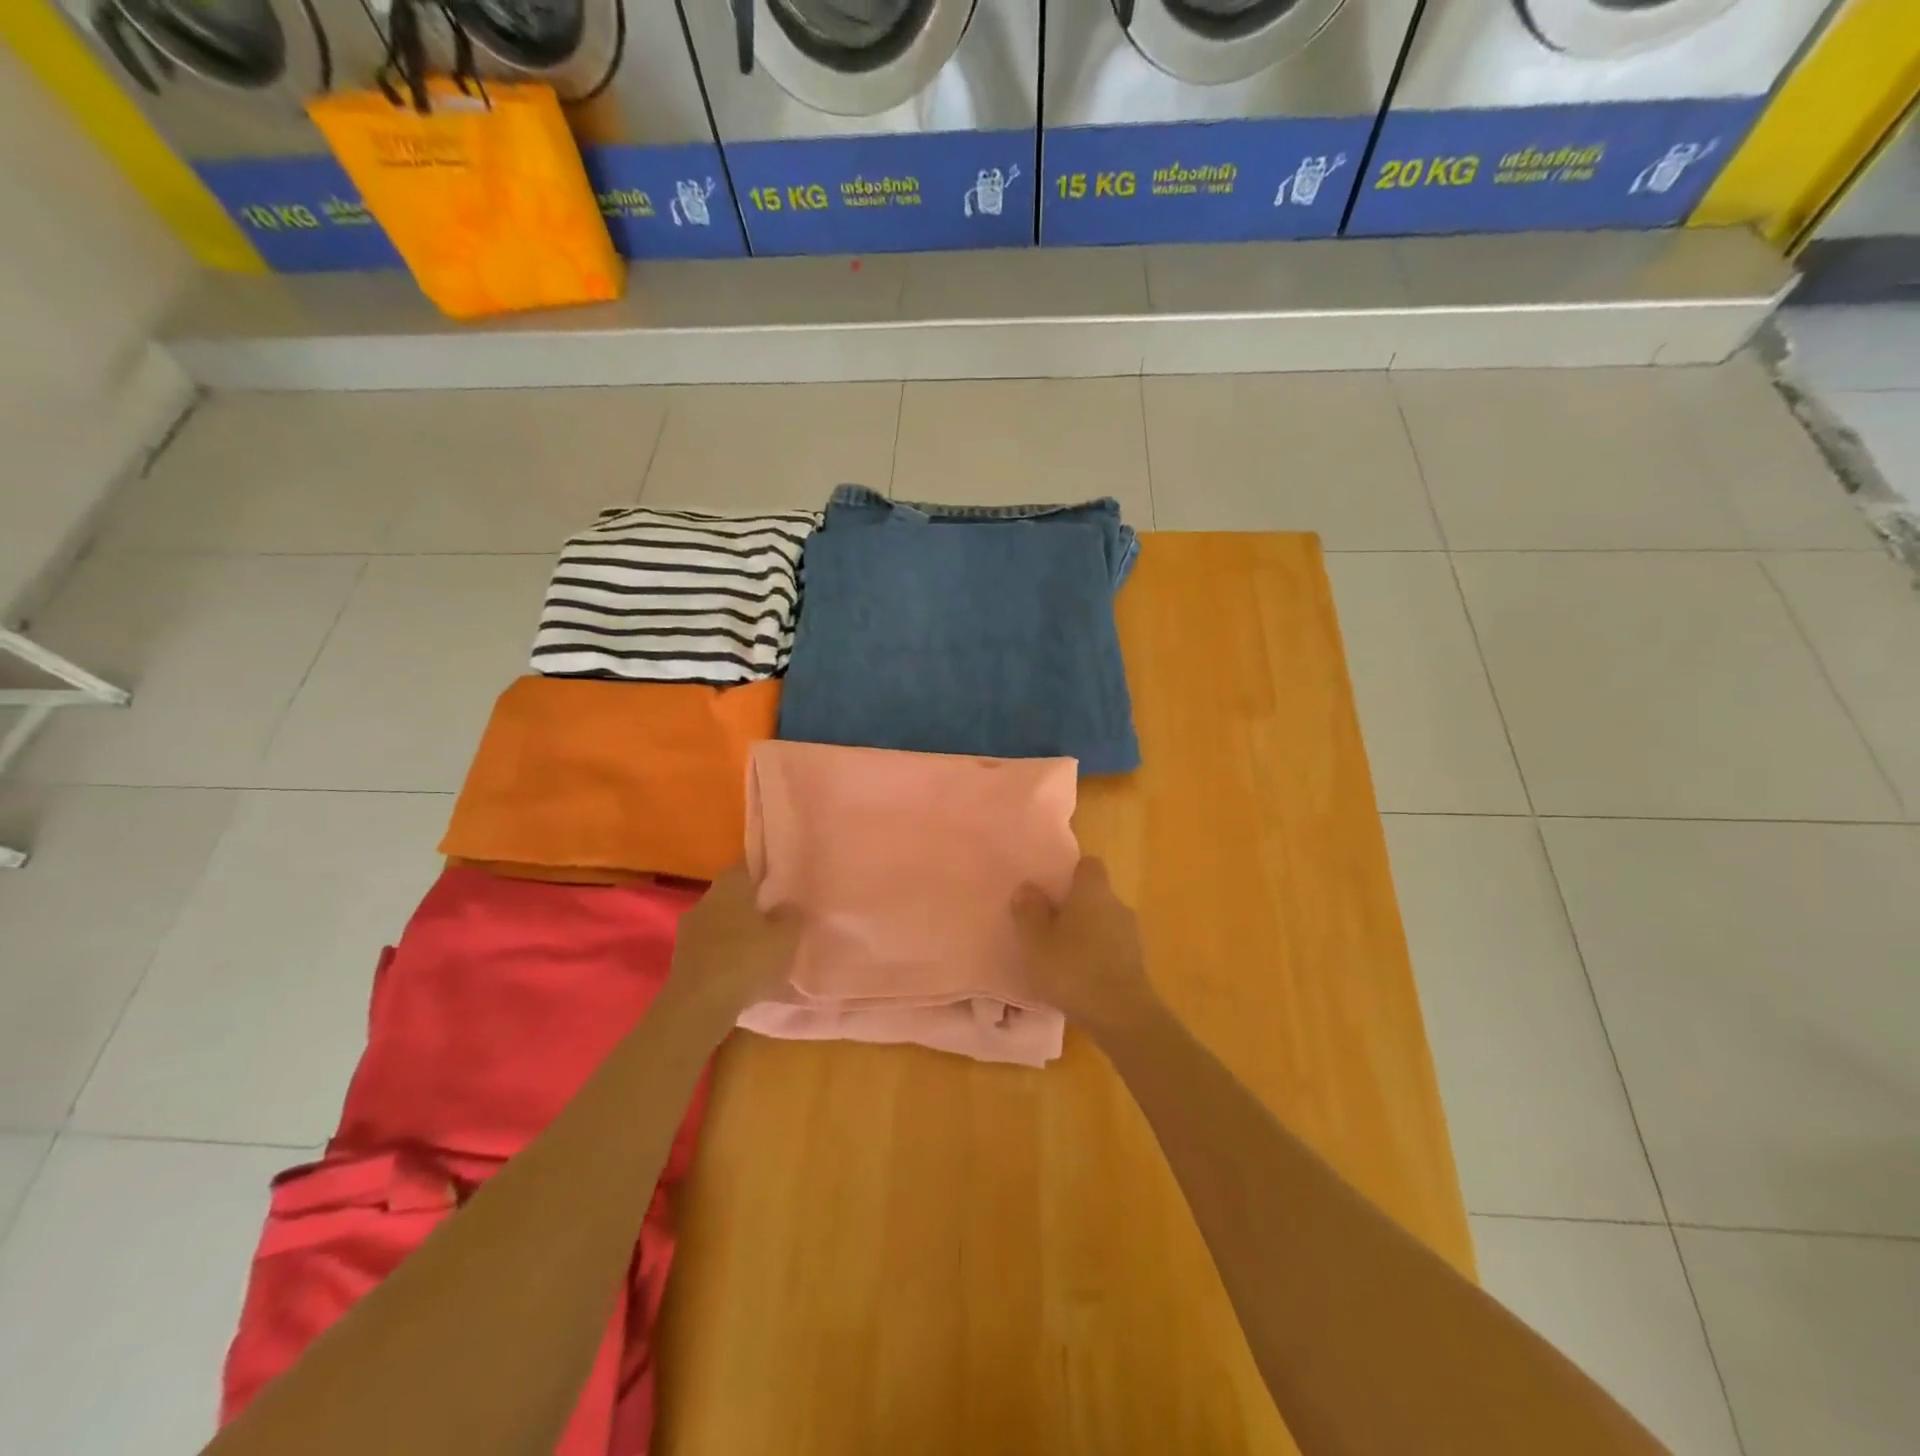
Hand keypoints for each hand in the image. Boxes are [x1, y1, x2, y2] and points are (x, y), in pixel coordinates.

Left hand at [666, 865, 800, 1023]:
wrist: (698, 1007)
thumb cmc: (746, 960)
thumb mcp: (786, 937)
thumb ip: (791, 916)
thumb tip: (787, 906)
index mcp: (730, 885)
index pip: (747, 867)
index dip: (766, 875)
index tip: (782, 887)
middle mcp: (705, 900)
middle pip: (732, 896)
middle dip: (752, 906)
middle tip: (777, 920)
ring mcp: (689, 931)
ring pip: (720, 923)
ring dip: (737, 933)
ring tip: (761, 950)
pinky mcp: (681, 959)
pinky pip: (711, 949)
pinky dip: (725, 956)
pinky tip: (741, 972)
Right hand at [1011, 857, 1158, 1037]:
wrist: (1121, 1015)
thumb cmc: (1072, 969)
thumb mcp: (1035, 941)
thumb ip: (1029, 911)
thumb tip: (1028, 887)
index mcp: (1093, 891)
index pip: (1088, 864)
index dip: (1070, 872)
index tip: (1051, 887)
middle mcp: (1116, 904)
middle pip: (1095, 894)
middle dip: (1075, 905)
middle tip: (1048, 922)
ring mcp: (1131, 934)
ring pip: (1104, 921)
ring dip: (1086, 931)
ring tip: (1062, 953)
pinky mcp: (1136, 962)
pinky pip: (1111, 946)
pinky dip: (1097, 953)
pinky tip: (1079, 975)